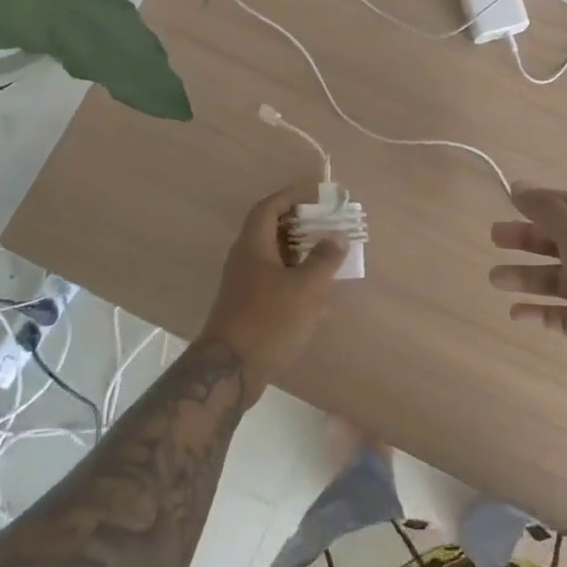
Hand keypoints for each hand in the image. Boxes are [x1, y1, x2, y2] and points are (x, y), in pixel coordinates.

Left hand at [198, 186, 346, 399]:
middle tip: (326, 224)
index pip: (269, 207)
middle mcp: (244, 259)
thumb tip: (336, 237)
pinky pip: (273, 280)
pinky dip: (294, 278)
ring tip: (327, 256)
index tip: (315, 196)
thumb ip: (324, 259)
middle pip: (270, 230)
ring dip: (299, 253)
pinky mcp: (247, 307)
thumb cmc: (269, 320)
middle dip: (299, 224)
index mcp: (253, 245)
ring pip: (273, 257)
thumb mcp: (306, 287)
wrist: (229, 371)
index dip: (291, 196)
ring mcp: (243, 285)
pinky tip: (316, 295)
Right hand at [490, 186, 566, 391]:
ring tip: (495, 279)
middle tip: (494, 239)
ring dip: (526, 277)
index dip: (540, 203)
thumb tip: (518, 185)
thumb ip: (545, 208)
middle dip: (526, 239)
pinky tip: (516, 313)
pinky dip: (541, 311)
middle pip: (560, 241)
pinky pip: (564, 314)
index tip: (508, 205)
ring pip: (558, 279)